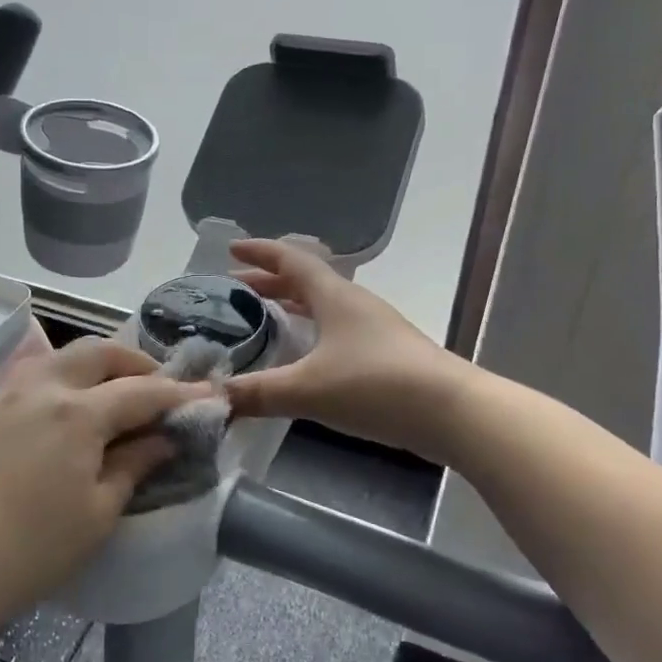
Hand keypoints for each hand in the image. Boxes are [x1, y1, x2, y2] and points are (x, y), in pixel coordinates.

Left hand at [0, 339, 206, 639]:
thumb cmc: (28, 549)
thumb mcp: (97, 515)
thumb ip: (134, 467)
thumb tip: (163, 439)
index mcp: (79, 412)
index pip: (143, 390)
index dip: (180, 393)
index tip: (210, 396)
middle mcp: (44, 386)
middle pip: (100, 352)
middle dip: (137, 363)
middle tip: (159, 388)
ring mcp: (7, 393)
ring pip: (63, 357)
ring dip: (98, 365)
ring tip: (115, 394)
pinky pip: (35, 376)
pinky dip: (65, 379)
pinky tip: (68, 411)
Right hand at [225, 239, 468, 460]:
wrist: (453, 412)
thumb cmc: (376, 385)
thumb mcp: (308, 389)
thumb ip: (255, 393)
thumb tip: (208, 399)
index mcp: (334, 296)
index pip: (291, 260)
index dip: (260, 252)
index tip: (231, 249)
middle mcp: (354, 304)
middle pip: (306, 282)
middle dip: (269, 283)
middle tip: (235, 291)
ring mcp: (373, 329)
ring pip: (323, 307)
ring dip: (292, 308)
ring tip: (264, 320)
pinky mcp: (385, 356)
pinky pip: (336, 332)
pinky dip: (311, 334)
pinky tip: (303, 359)